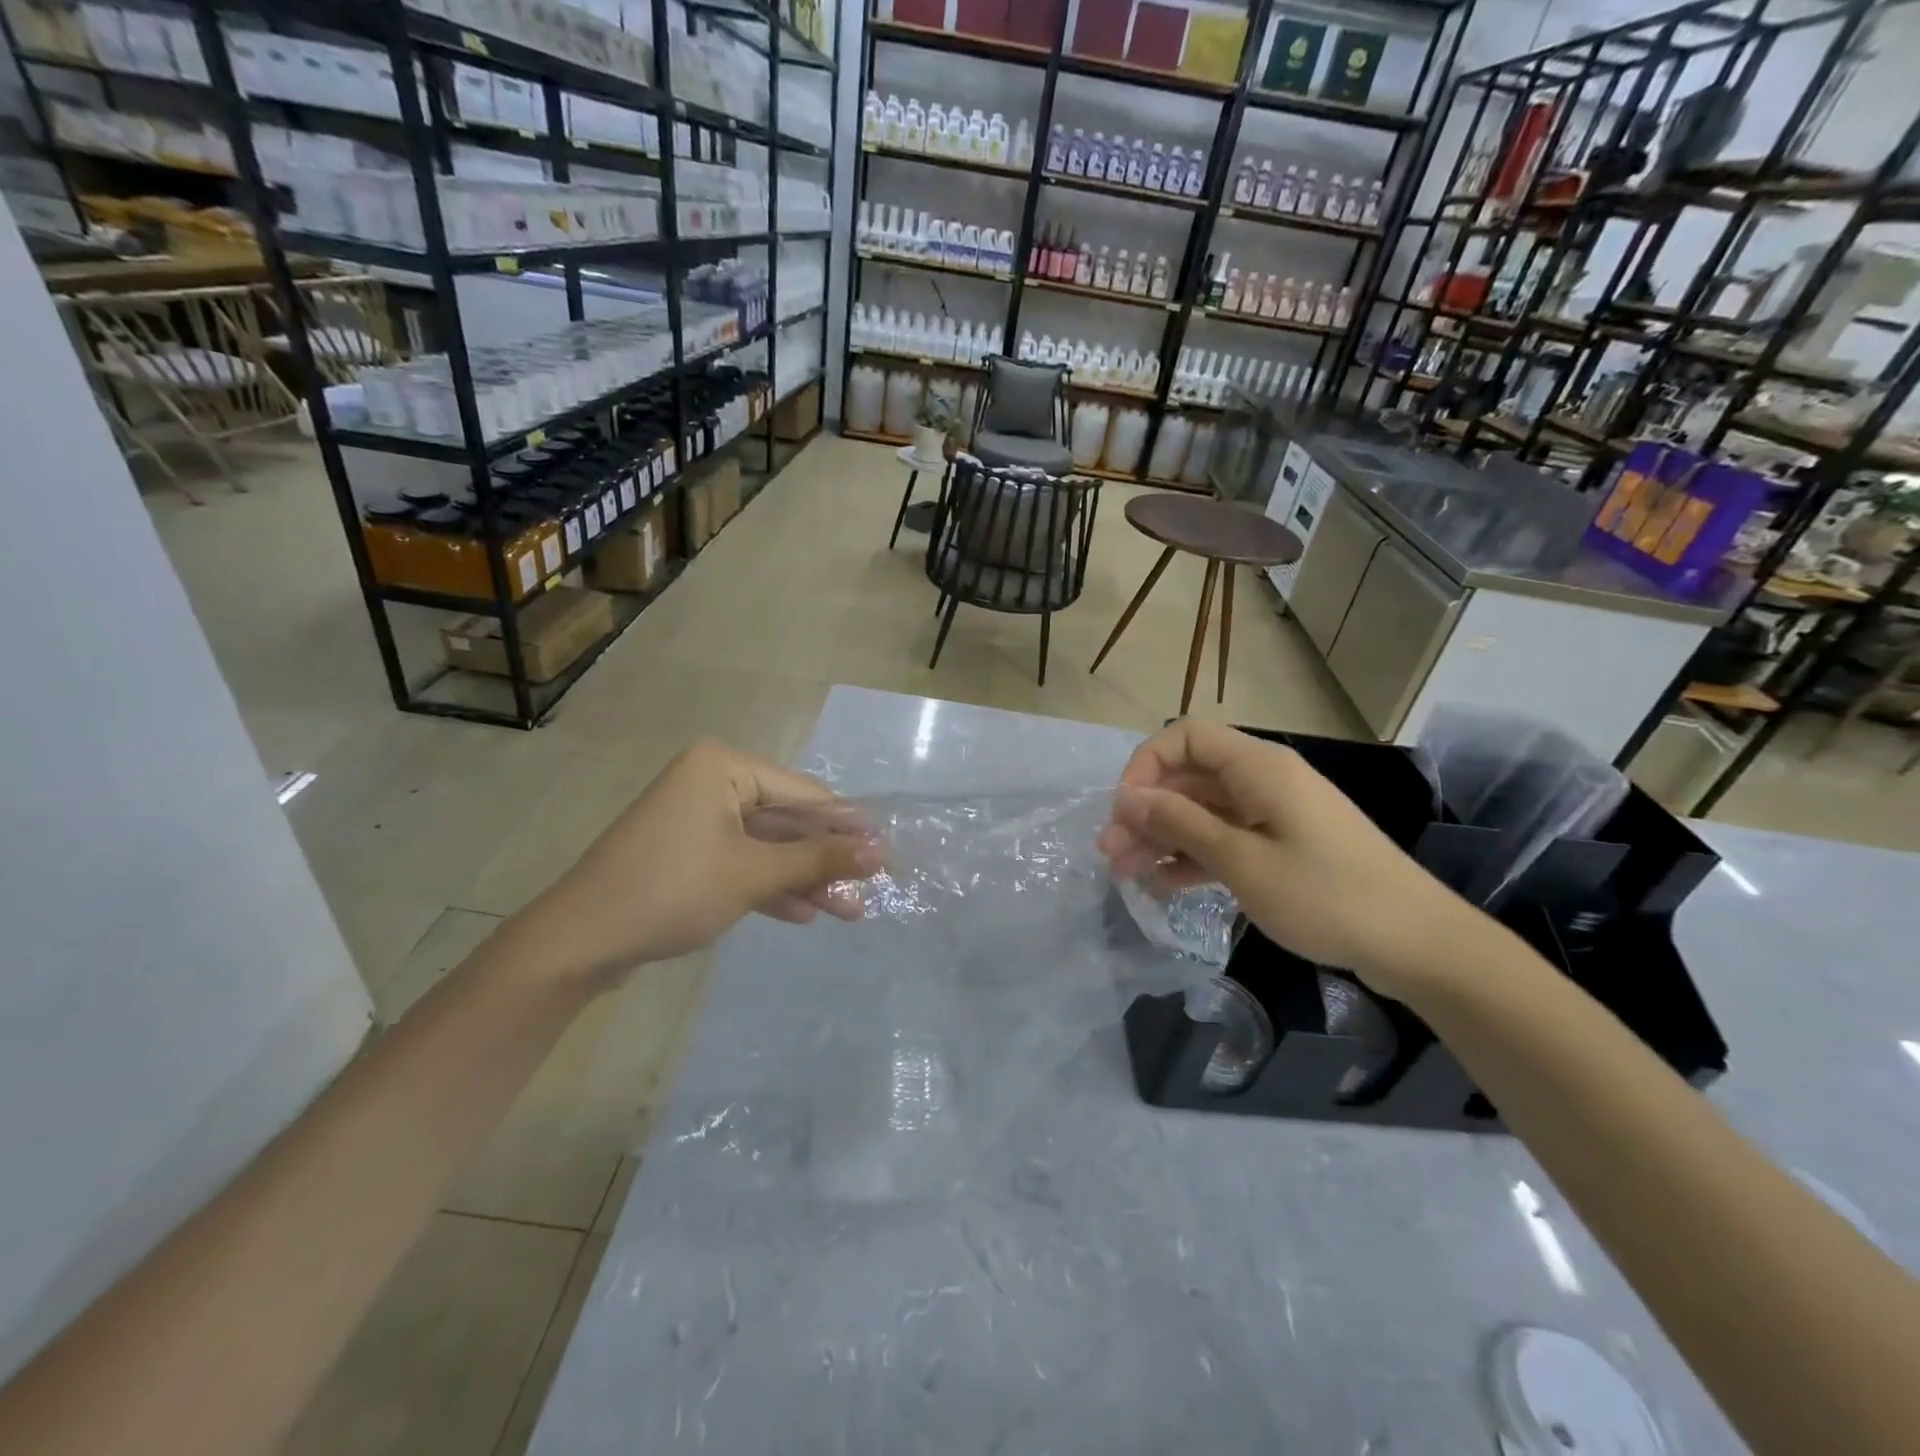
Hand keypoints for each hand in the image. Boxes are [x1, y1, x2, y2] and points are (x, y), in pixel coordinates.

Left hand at [530, 739, 881, 982]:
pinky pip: (741, 863)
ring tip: (849, 912)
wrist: (580, 943)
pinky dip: (769, 887)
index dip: (846, 826)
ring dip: (803, 879)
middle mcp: (712, 782)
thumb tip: (881, 853)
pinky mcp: (688, 854)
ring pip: (766, 847)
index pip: (803, 793)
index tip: (887, 853)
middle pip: (786, 821)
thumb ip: (818, 859)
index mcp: (723, 767)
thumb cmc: (672, 890)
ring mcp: (698, 819)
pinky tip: (804, 914)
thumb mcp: (754, 873)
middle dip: (825, 861)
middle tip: (870, 890)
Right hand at [1098, 719, 1487, 1001]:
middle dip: (1146, 810)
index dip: (1145, 766)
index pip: (1183, 737)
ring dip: (1163, 837)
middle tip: (1111, 853)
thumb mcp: (1241, 860)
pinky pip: (1225, 838)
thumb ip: (1180, 823)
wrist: (1417, 944)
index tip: (1124, 811)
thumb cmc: (1325, 895)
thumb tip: (1127, 798)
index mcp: (1257, 767)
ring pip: (1202, 811)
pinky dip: (1193, 856)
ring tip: (1127, 873)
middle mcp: (1262, 780)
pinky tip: (1164, 884)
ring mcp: (1274, 814)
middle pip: (1188, 777)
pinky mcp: (1282, 845)